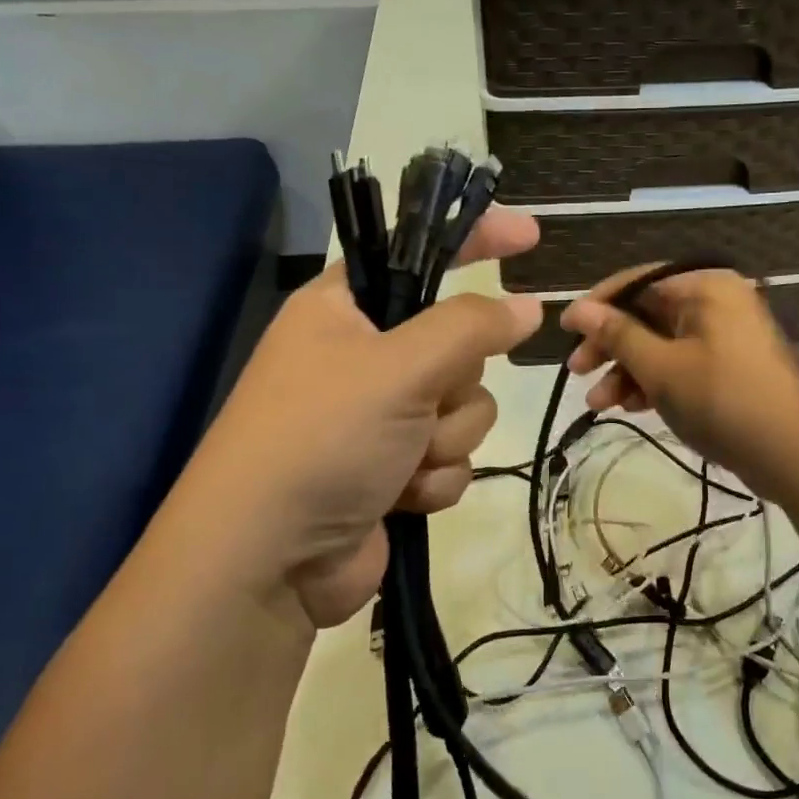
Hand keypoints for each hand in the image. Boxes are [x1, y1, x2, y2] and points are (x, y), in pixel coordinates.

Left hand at [160, 207, 540, 627]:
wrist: (268, 562)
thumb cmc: (321, 439)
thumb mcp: (399, 368)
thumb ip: (471, 328)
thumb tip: (528, 308)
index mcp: (344, 310)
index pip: (419, 253)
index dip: (476, 240)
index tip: (531, 236)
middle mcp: (364, 358)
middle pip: (459, 346)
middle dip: (452, 388)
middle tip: (417, 406)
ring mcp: (380, 418)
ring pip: (465, 408)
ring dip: (444, 441)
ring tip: (400, 464)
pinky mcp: (395, 470)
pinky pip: (451, 457)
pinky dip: (434, 479)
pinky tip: (399, 499)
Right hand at [559, 266, 798, 507]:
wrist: (795, 455)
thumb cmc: (723, 402)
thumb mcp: (662, 369)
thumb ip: (618, 336)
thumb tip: (580, 309)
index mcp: (705, 286)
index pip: (638, 281)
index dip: (597, 305)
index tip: (564, 330)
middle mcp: (716, 301)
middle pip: (648, 314)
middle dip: (611, 346)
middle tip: (578, 373)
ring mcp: (725, 335)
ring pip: (661, 343)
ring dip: (628, 370)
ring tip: (599, 404)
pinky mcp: (729, 366)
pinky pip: (681, 363)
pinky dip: (655, 381)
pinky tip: (631, 407)